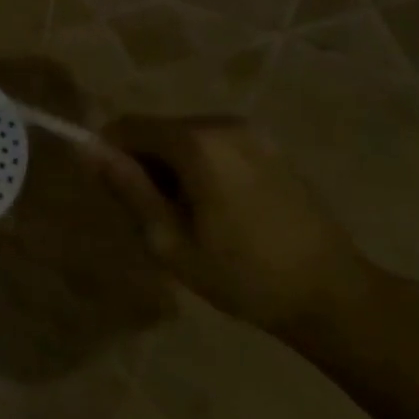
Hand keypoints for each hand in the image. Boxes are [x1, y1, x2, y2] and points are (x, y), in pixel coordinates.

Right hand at [88, 116, 369, 337]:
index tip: (113, 194)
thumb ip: (127, 188)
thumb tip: (85, 150)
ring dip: (171, 167)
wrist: (332, 294)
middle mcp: (223, 124)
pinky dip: (200, 167)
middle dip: (143, 164)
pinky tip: (220, 209)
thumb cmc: (242, 275)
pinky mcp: (270, 145)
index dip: (109, 154)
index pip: (127, 126)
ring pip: (184, 137)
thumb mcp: (169, 240)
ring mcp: (252, 132)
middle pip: (157, 129)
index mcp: (197, 143)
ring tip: (189, 217)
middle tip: (154, 217)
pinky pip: (214, 144)